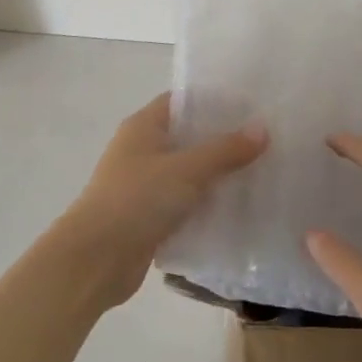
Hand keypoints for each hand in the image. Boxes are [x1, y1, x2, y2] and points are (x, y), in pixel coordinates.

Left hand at [57, 93, 267, 307]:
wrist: (96, 259)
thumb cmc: (137, 200)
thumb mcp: (187, 169)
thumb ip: (225, 150)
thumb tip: (262, 129)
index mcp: (143, 127)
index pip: (181, 101)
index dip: (214, 101)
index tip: (251, 106)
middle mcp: (141, 151)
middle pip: (188, 137)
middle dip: (223, 140)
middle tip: (266, 140)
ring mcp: (144, 185)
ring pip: (188, 173)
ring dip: (218, 175)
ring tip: (261, 172)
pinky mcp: (149, 217)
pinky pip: (185, 203)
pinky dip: (207, 204)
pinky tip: (239, 208)